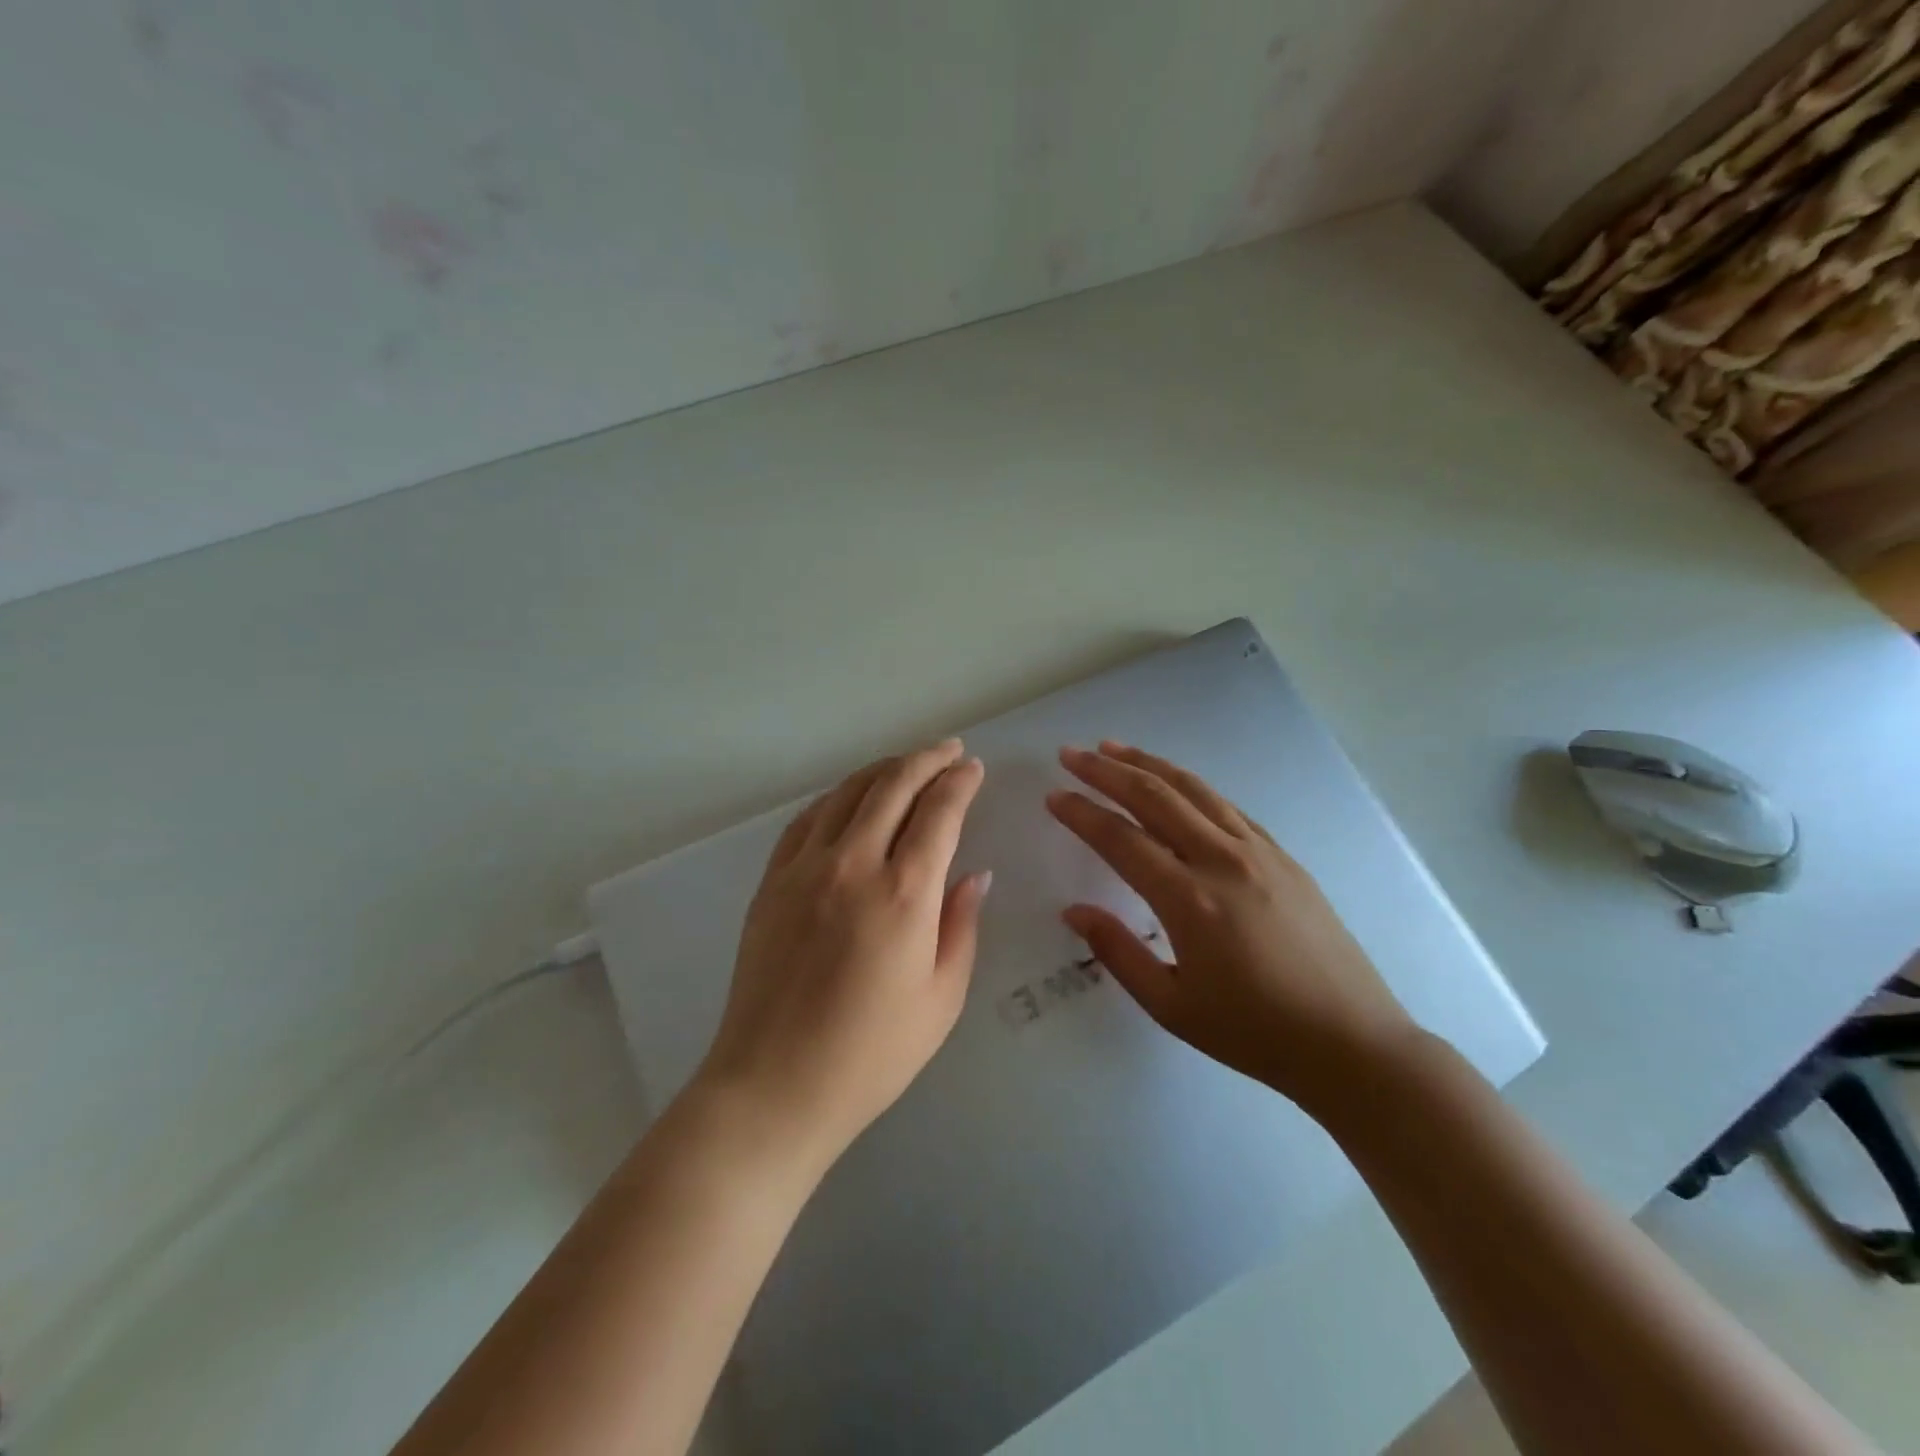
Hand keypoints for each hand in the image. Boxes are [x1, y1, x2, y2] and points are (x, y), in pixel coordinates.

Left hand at [695, 739, 991, 1170]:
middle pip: (892, 786)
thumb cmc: (871, 1054)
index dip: (959, 782)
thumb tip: (973, 875)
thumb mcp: (941, 998)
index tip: (973, 768)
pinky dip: (835, 797)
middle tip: (949, 750)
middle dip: (926, 760)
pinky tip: (848, 799)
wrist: (774, 1085)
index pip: (938, 812)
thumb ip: (961, 926)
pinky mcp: (771, 882)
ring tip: (906, 765)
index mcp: (904, 894)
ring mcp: (804, 869)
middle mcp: (852, 865)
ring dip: (882, 770)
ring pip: (847, 793)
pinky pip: (806, 820)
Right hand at [1047, 741, 1415, 1115]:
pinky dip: (1191, 786)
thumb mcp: (1171, 1007)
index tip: (1053, 796)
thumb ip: (1117, 952)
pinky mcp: (1282, 856)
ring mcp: (1258, 852)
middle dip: (1107, 770)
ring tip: (1113, 748)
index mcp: (1190, 900)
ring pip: (1193, 790)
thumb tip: (1073, 911)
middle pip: (1154, 798)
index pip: (1121, 839)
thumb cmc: (1254, 1033)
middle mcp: (1222, 861)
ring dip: (1148, 764)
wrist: (1352, 1042)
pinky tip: (1175, 783)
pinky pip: (1226, 807)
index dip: (1082, 813)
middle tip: (1071, 754)